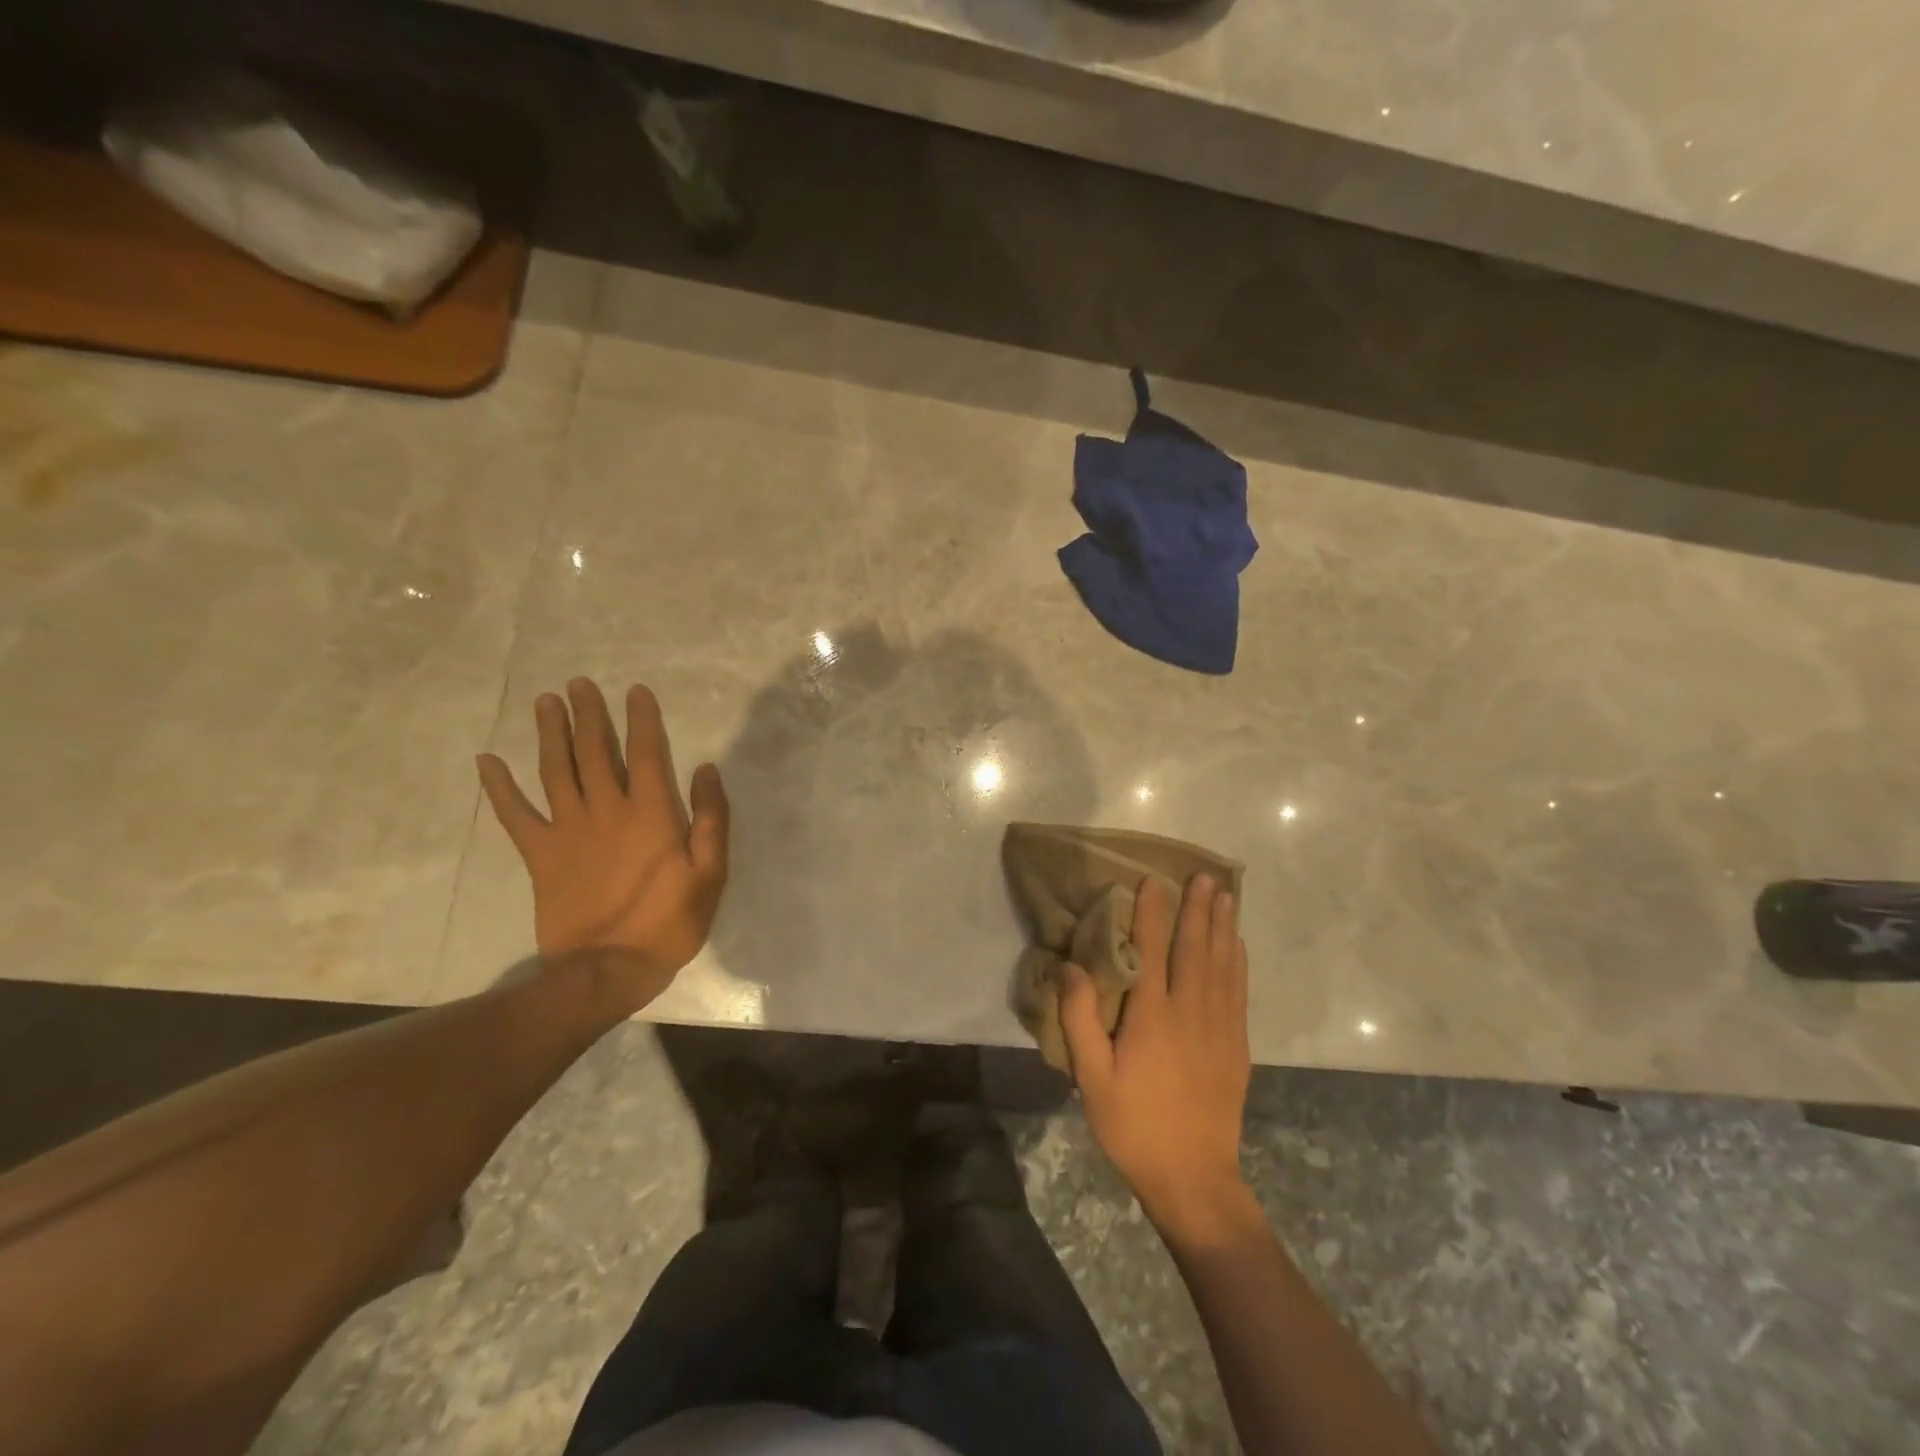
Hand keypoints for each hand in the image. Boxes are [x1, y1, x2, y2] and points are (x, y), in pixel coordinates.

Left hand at [477, 679, 729, 1008]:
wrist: (607, 969)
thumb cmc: (669, 922)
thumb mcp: (710, 873)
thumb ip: (710, 818)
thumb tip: (705, 770)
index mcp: (650, 813)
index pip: (646, 753)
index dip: (642, 719)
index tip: (635, 691)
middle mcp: (606, 811)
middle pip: (595, 752)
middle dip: (589, 715)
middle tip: (579, 683)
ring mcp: (568, 831)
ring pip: (556, 771)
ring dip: (550, 734)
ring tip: (545, 702)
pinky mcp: (541, 855)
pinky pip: (514, 815)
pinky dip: (499, 788)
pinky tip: (486, 761)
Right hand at [1061, 874, 1251, 1234]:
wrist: (1194, 1179)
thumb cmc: (1134, 1126)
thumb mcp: (1092, 1078)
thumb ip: (1081, 1019)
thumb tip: (1070, 967)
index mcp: (1152, 1017)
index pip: (1152, 951)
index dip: (1152, 913)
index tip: (1155, 881)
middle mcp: (1190, 1012)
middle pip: (1195, 949)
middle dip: (1198, 909)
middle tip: (1205, 875)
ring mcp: (1220, 1028)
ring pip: (1222, 965)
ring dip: (1223, 927)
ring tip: (1225, 895)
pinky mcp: (1237, 1046)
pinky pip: (1239, 992)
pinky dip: (1238, 962)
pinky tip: (1237, 944)